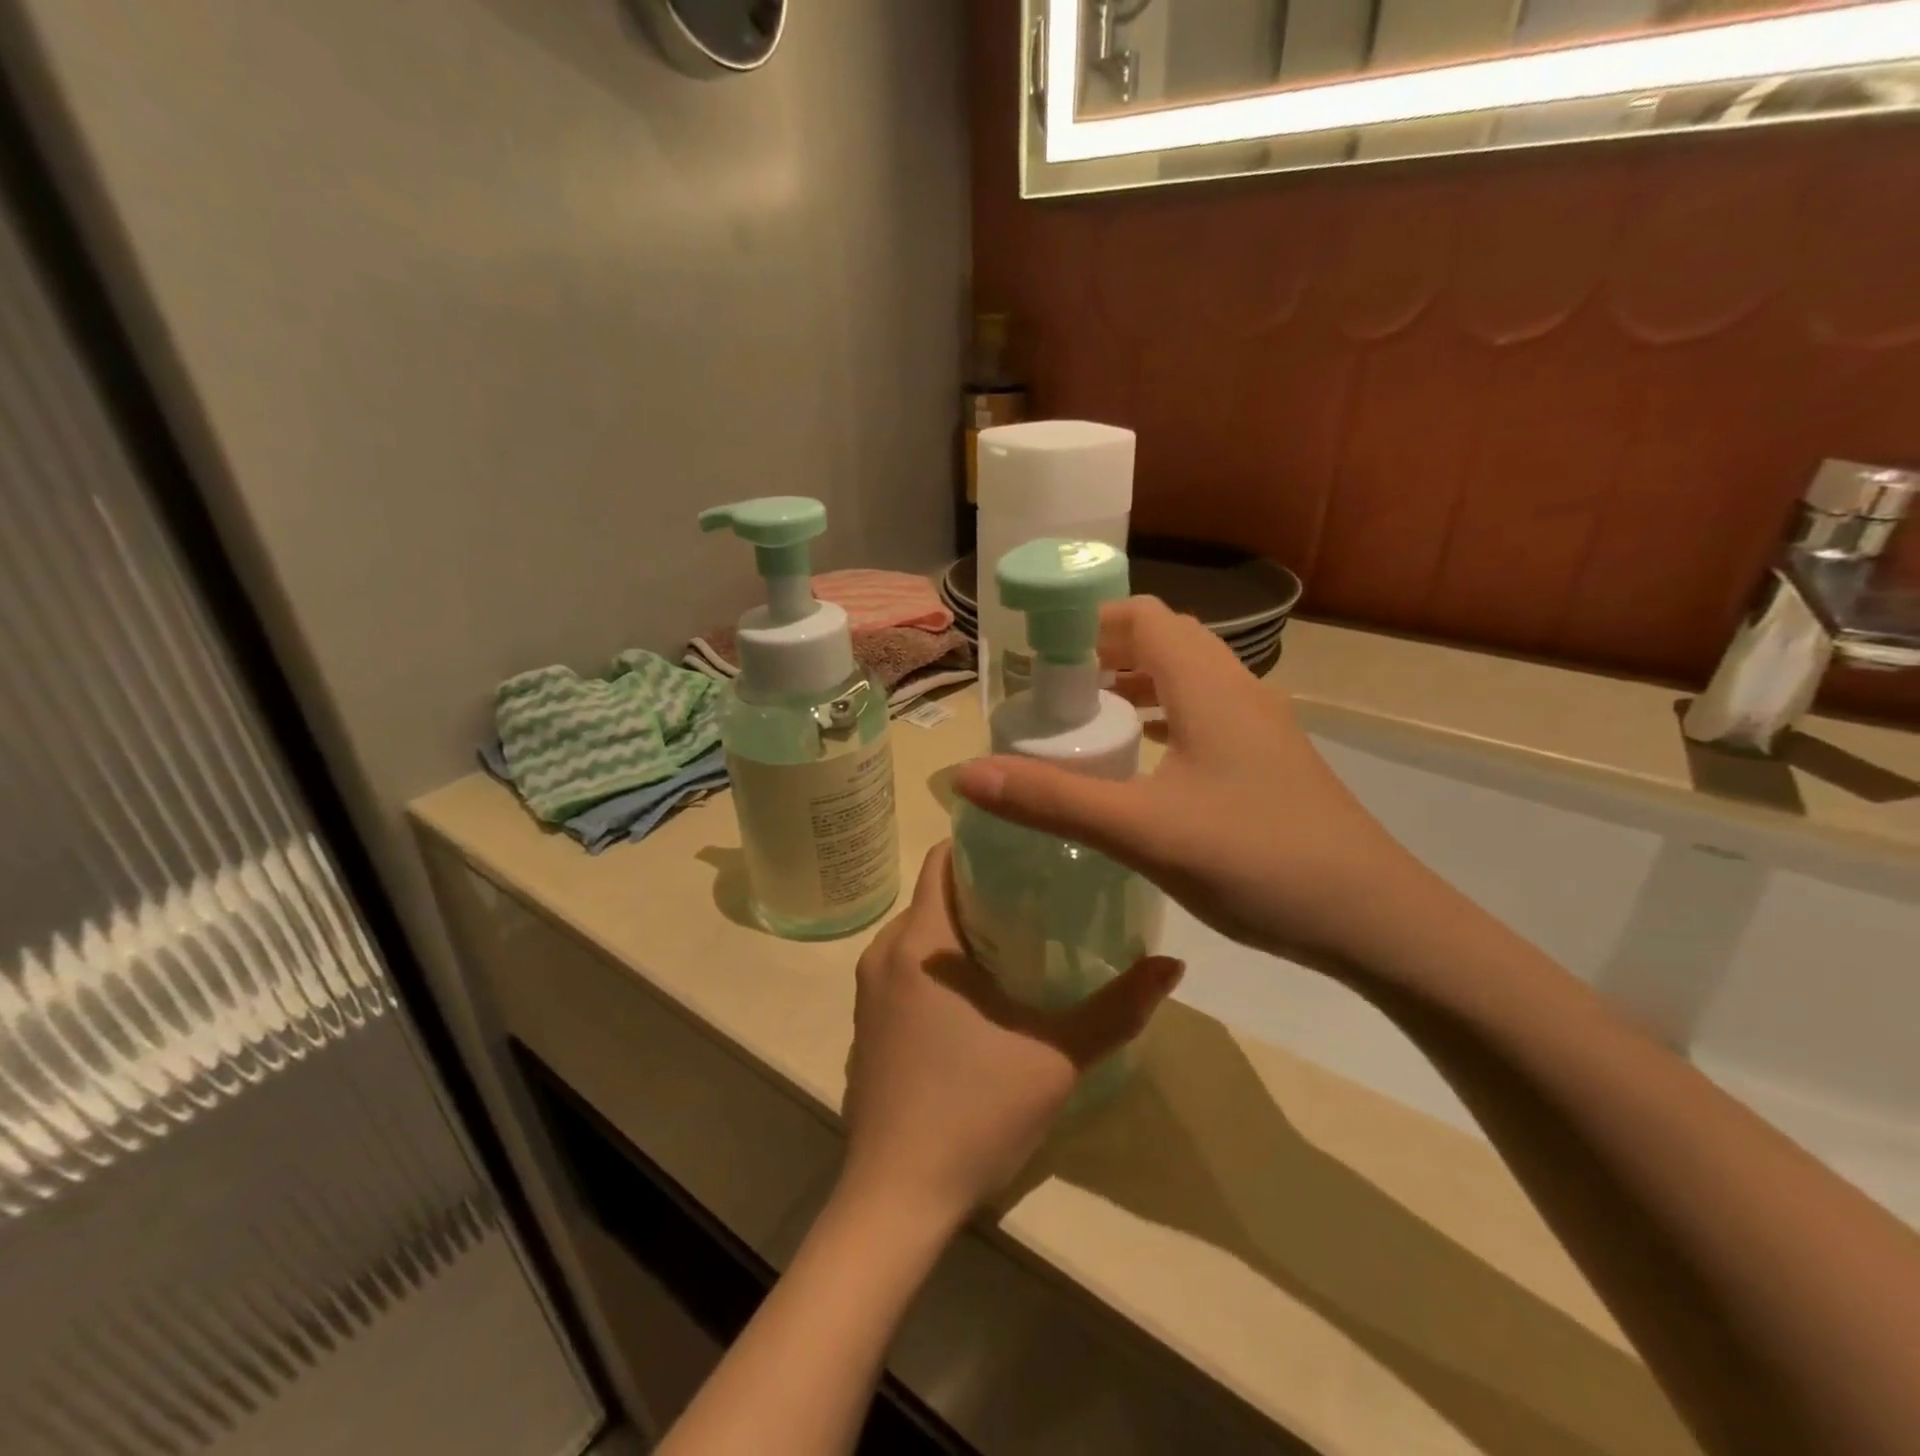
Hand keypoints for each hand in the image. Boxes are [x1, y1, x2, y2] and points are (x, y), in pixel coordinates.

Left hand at [840, 843, 1183, 1228]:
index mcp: (921, 942)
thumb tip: (1173, 964)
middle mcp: (884, 952)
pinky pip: (903, 970)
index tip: (1027, 849)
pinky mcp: (865, 1025)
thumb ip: (1117, 1009)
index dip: (981, 845)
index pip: (941, 860)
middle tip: (1039, 898)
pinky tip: (977, 997)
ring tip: (1017, 942)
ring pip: (918, 934)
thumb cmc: (975, 1111)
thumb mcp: (1057, 1058)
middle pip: (932, 895)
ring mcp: (867, 991)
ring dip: (959, 930)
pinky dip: (937, 965)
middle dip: (981, 890)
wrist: (896, 1196)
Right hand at [954, 596, 1427, 976]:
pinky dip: (1164, 719)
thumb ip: (1053, 799)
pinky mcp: (1269, 762)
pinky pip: (1205, 717)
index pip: (1143, 616)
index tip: (1037, 651)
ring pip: (1188, 680)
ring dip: (1136, 685)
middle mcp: (1238, 690)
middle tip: (1052, 688)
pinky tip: (1141, 762)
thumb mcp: (1143, 831)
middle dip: (1104, 652)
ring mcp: (1261, 727)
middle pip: (1164, 641)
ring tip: (1086, 717)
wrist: (1373, 920)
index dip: (1088, 620)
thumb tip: (967, 775)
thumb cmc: (1256, 860)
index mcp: (1209, 686)